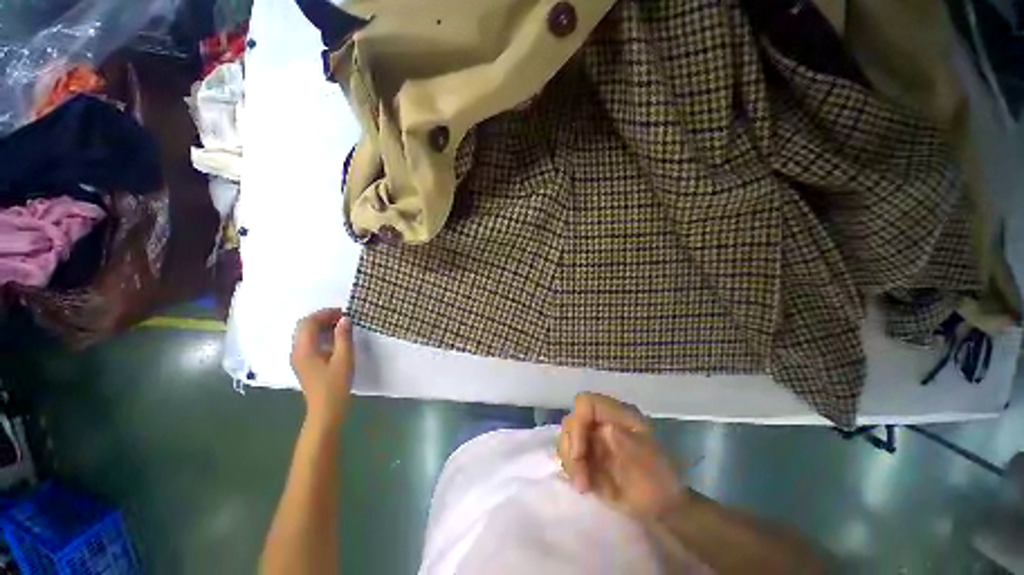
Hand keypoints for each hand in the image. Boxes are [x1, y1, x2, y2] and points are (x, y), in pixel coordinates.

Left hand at [290, 308, 353, 428]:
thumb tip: (345, 319)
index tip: (344, 313)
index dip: (325, 314)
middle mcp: (296, 351)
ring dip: (321, 326)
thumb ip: (343, 337)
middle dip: (322, 318)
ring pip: (305, 334)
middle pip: (304, 326)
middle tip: (343, 319)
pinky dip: (320, 335)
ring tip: (341, 327)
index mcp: (304, 349)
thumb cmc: (335, 384)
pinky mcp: (304, 364)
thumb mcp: (344, 358)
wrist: (326, 410)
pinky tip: (334, 339)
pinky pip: (308, 342)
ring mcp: (298, 358)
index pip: (308, 322)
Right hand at [557, 393, 683, 518]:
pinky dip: (571, 469)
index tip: (579, 452)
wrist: (661, 509)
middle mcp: (601, 421)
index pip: (586, 403)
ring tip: (584, 485)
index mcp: (617, 414)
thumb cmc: (658, 482)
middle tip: (582, 478)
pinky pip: (567, 455)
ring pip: (566, 439)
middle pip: (572, 421)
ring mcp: (592, 438)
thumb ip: (627, 443)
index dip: (577, 421)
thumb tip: (606, 429)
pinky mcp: (586, 456)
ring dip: (570, 462)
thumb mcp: (649, 461)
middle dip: (572, 448)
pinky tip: (583, 485)